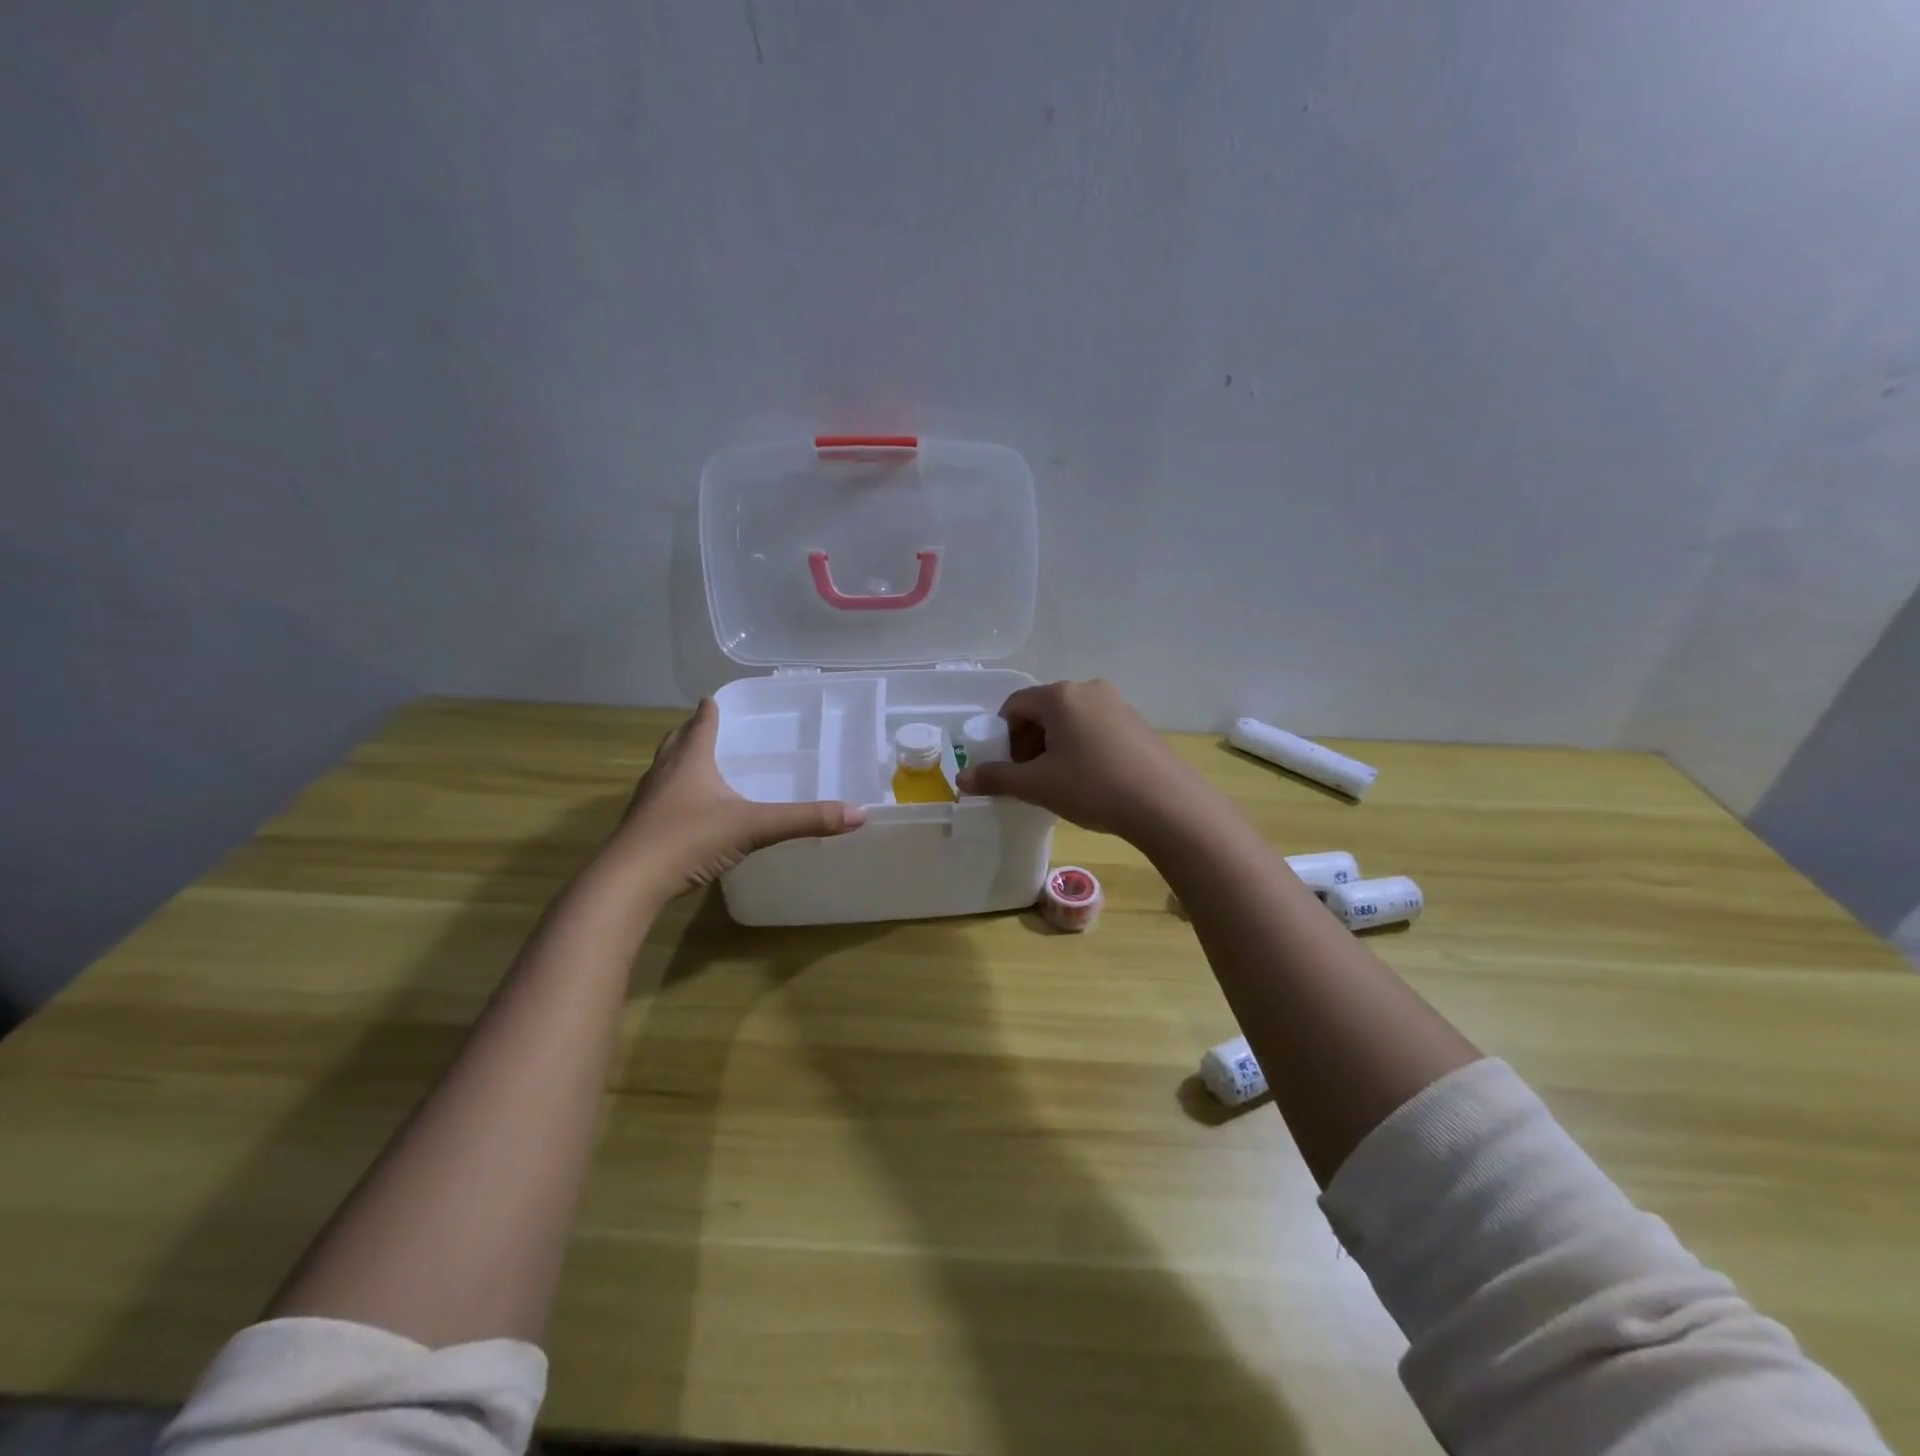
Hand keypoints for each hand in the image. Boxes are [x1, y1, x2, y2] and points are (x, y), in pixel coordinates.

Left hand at [606, 699, 865, 898]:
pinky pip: (659, 801)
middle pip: (676, 741)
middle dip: (691, 732)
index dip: (710, 710)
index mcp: (690, 761)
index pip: (701, 723)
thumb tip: (859, 813)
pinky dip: (673, 796)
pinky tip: (688, 813)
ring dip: (679, 762)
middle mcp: (664, 773)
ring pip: (663, 770)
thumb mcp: (754, 827)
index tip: (715, 699)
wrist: (628, 883)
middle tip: (708, 728)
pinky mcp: (640, 829)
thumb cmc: (689, 839)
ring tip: (698, 766)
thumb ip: (806, 820)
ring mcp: (647, 802)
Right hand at [954, 679, 1218, 841]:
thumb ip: (996, 778)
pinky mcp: (1137, 723)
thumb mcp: (1037, 786)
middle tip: (1032, 778)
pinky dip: (1082, 748)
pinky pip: (1095, 728)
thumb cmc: (1092, 787)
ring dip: (1055, 747)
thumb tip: (962, 778)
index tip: (1010, 769)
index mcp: (1060, 696)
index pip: (1014, 705)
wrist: (1165, 804)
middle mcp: (1088, 689)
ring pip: (1070, 720)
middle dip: (1029, 742)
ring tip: (1061, 782)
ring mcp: (1117, 704)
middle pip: (1043, 710)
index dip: (1003, 737)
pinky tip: (1091, 780)